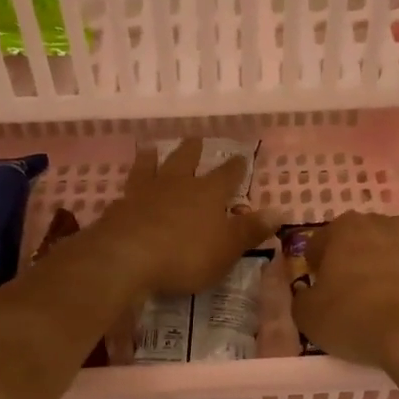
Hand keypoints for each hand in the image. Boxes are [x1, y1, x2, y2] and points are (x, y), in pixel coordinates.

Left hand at [95, 138, 271, 296]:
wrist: (126, 259)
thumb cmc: (186, 255)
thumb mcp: (227, 248)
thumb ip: (251, 230)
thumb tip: (280, 211)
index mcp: (208, 193)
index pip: (227, 175)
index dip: (236, 167)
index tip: (241, 156)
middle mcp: (176, 185)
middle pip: (185, 160)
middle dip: (192, 151)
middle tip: (195, 139)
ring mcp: (143, 193)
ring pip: (150, 168)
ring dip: (153, 158)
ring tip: (151, 149)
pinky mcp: (118, 208)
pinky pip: (126, 191)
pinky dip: (130, 187)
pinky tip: (126, 191)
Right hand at [291, 212, 398, 376]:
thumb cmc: (358, 319)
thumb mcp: (309, 317)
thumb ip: (303, 298)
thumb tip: (310, 294)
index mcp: (348, 228)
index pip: (321, 242)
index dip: (316, 267)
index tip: (318, 290)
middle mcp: (389, 225)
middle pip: (362, 242)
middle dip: (355, 263)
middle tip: (350, 297)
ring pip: (398, 255)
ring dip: (389, 272)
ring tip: (385, 308)